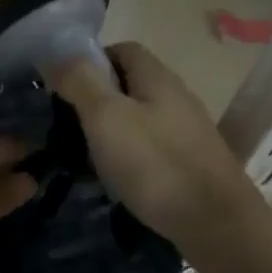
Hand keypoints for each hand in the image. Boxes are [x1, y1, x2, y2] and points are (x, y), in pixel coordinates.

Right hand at [49, 41, 257, 253]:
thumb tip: (54, 53)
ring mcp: (187, 131)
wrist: (216, 223)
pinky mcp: (191, 163)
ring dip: (111, 131)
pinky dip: (129, 156)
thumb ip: (80, 82)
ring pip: (139, 118)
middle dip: (96, 99)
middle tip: (66, 125)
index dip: (89, 61)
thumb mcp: (106, 117)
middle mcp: (176, 96)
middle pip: (130, 84)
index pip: (121, 49)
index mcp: (157, 77)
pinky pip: (151, 147)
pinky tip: (117, 179)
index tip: (63, 87)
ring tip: (85, 156)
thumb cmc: (155, 163)